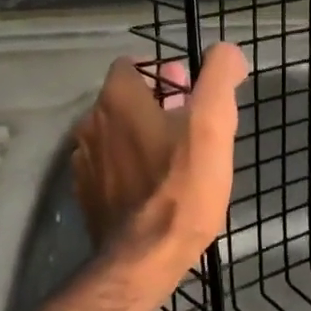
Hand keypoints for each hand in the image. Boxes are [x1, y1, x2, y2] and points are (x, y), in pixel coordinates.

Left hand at [72, 42, 246, 262]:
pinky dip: (129, 167)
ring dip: (141, 135)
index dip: (162, 71)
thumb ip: (220, 77)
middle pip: (125, 99)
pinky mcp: (87, 195)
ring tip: (176, 156)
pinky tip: (154, 185)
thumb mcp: (214, 124)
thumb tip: (226, 52)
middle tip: (190, 123)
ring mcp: (85, 162)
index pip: (132, 64)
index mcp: (117, 99)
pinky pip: (110, 167)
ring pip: (117, 134)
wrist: (144, 259)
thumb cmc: (182, 186)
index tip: (189, 90)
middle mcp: (91, 123)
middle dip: (156, 102)